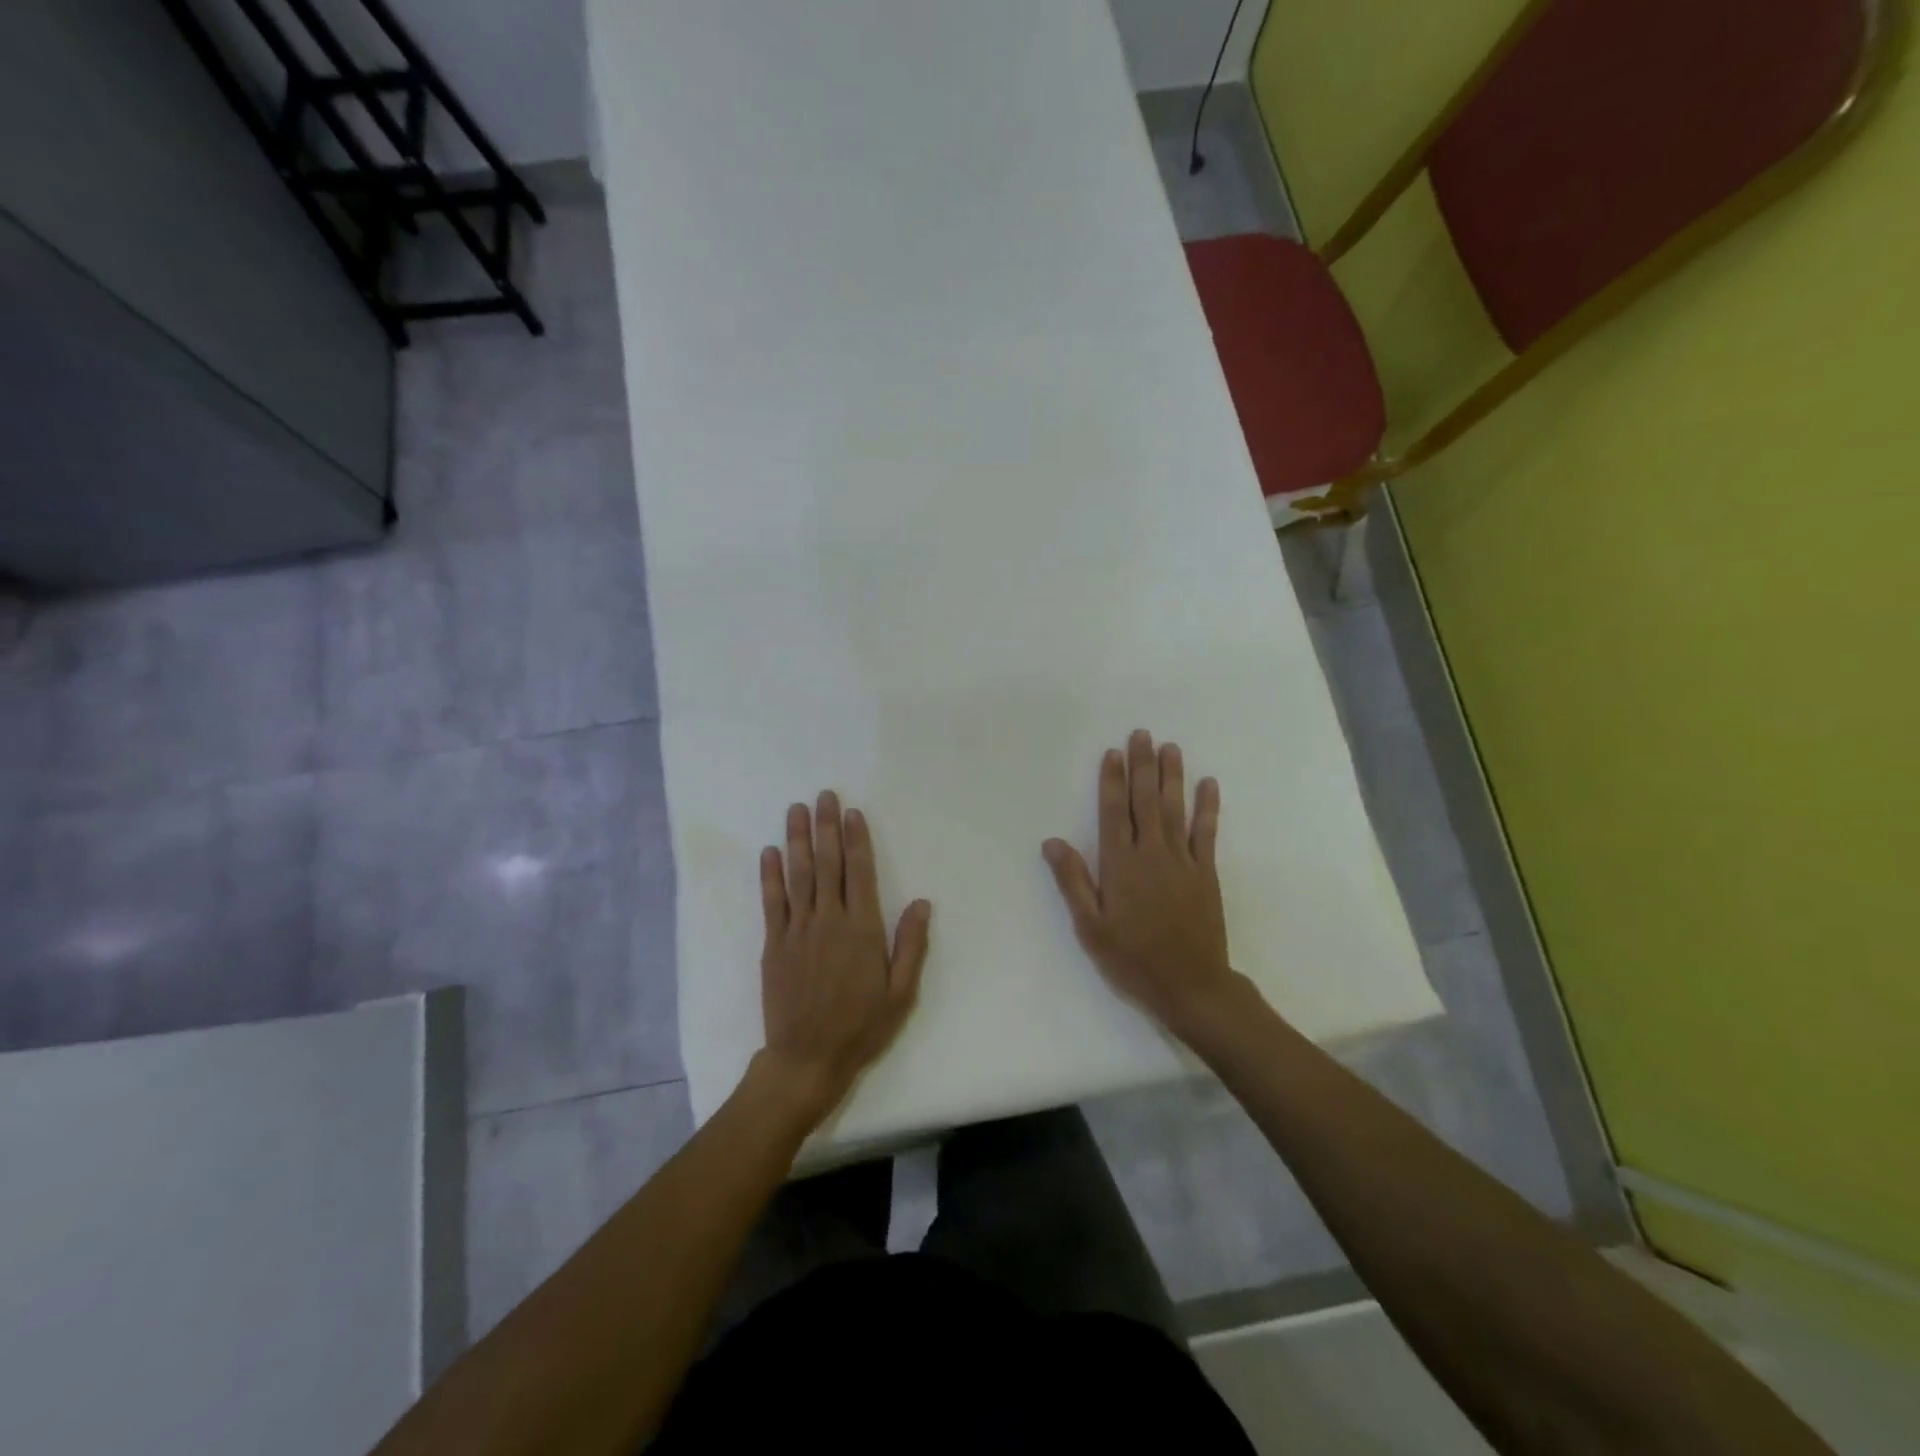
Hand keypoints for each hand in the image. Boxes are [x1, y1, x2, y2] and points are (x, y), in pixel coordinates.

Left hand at [758, 791, 931, 1122]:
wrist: (807, 1059)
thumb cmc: (861, 1027)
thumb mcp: (900, 993)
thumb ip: (910, 946)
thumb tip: (921, 902)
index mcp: (862, 930)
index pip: (859, 872)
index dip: (856, 839)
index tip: (852, 812)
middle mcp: (828, 921)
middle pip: (827, 864)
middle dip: (826, 827)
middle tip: (823, 795)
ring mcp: (797, 931)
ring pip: (798, 875)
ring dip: (797, 840)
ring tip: (796, 809)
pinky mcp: (773, 944)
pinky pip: (772, 902)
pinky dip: (769, 875)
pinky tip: (769, 852)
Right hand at [1043, 730, 1239, 1039]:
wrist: (1190, 985)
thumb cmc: (1132, 958)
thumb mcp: (1090, 926)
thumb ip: (1073, 881)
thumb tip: (1052, 842)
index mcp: (1120, 865)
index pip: (1114, 813)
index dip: (1112, 781)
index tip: (1113, 753)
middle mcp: (1151, 854)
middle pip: (1145, 801)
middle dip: (1142, 766)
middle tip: (1141, 734)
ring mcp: (1182, 861)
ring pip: (1174, 809)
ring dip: (1172, 776)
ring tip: (1170, 747)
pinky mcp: (1206, 873)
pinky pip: (1207, 832)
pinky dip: (1208, 807)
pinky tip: (1209, 784)